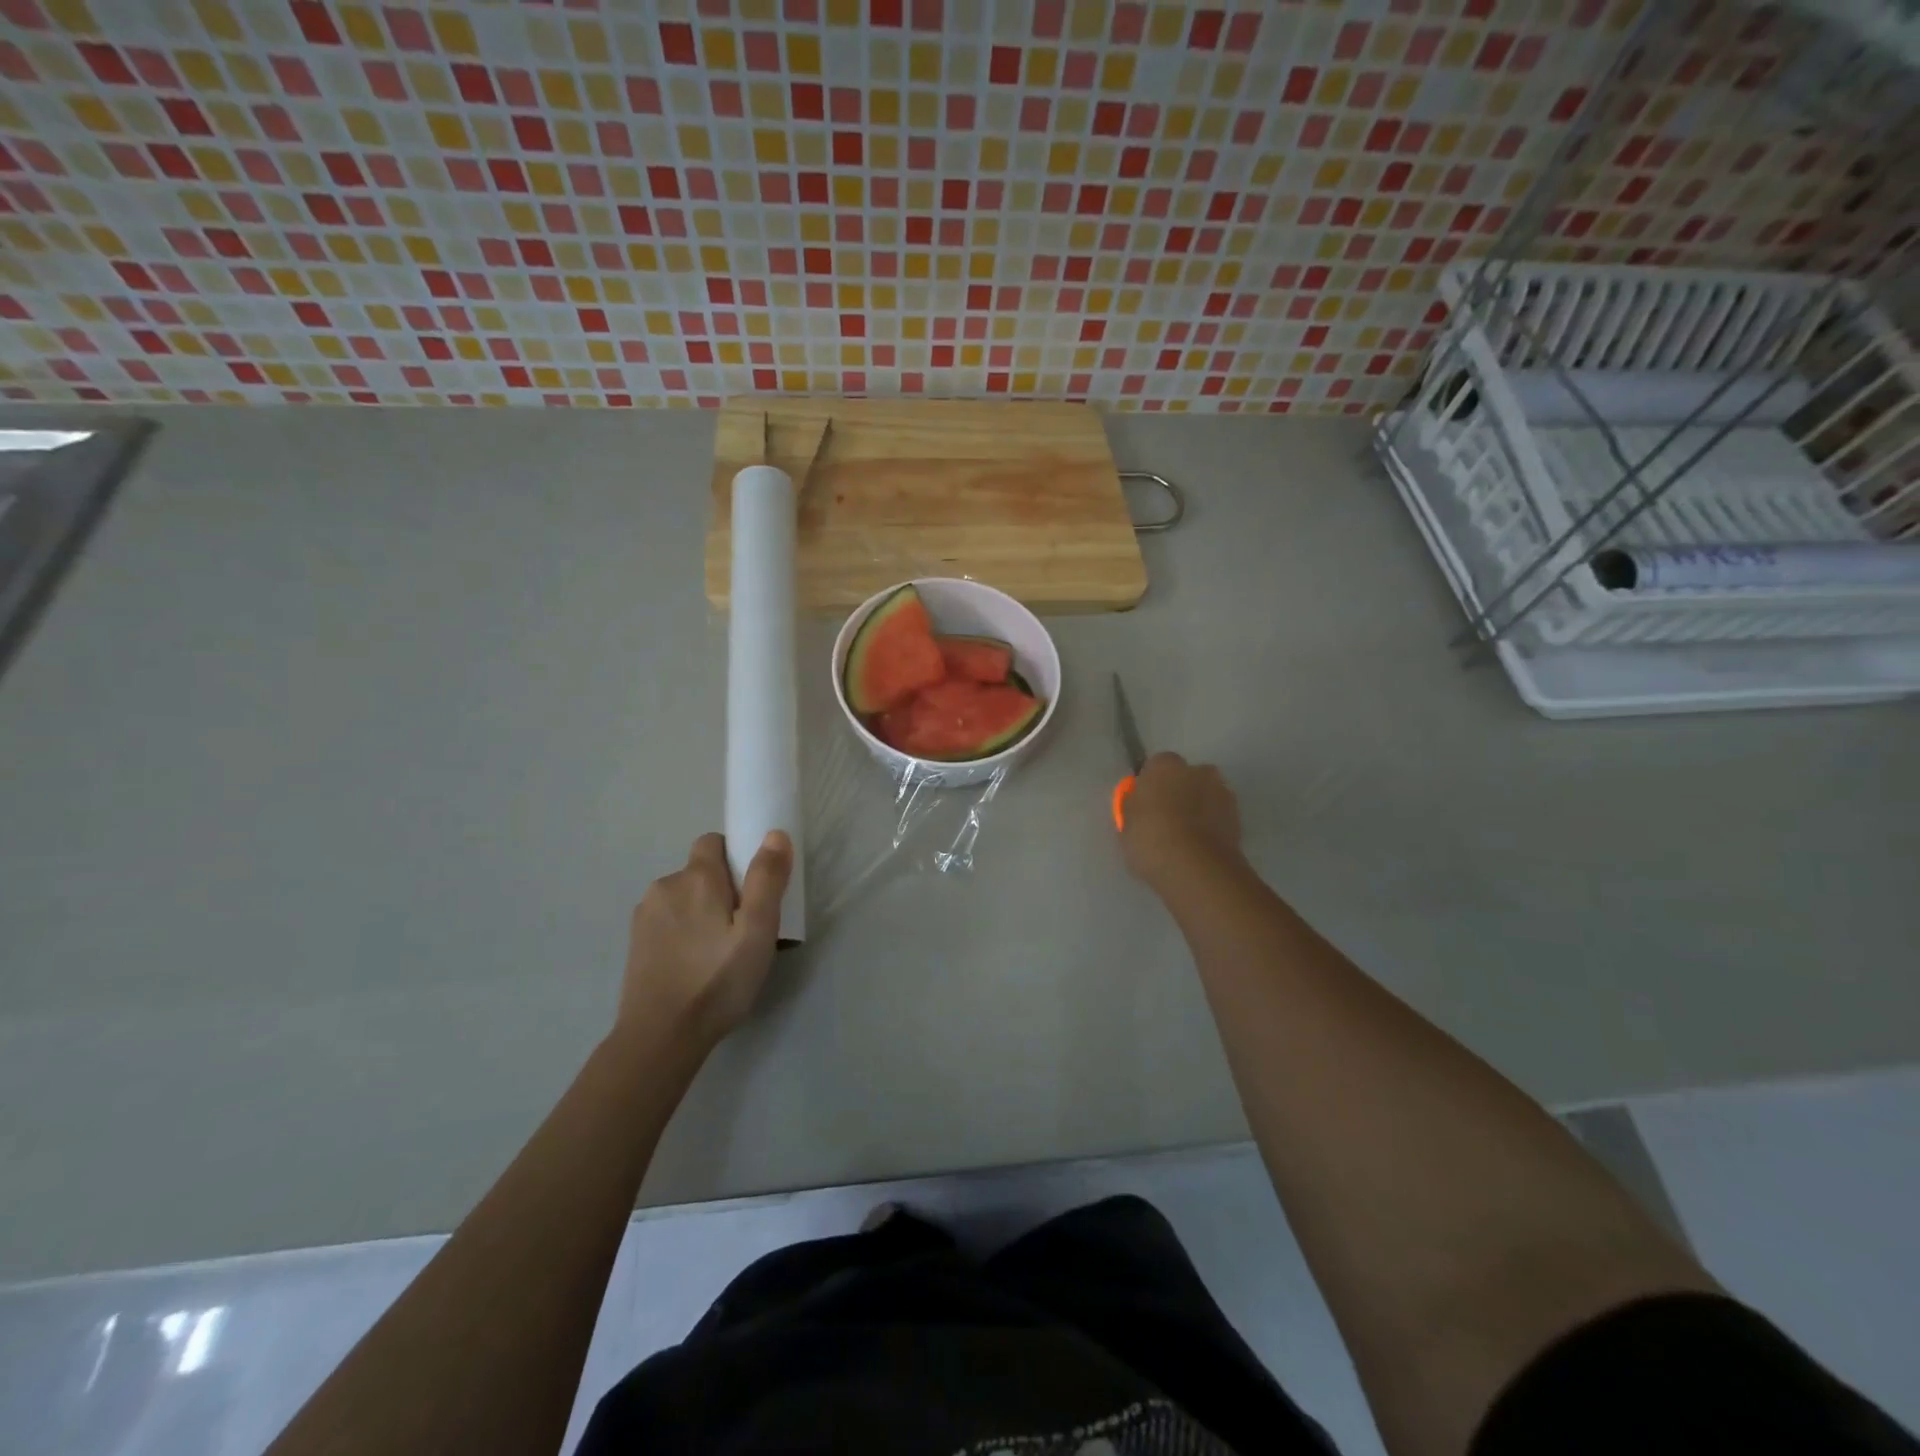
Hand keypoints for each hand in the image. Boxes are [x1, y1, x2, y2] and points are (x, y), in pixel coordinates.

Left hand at [617, 831, 792, 1050]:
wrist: (660, 1037)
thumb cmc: (717, 981)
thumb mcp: (757, 931)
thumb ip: (767, 879)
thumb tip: (774, 834)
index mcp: (696, 878)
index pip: (713, 842)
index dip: (735, 857)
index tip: (753, 890)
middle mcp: (665, 886)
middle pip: (700, 872)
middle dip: (722, 889)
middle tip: (743, 928)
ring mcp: (645, 915)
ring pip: (683, 898)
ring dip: (701, 911)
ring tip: (718, 952)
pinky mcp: (635, 942)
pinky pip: (667, 921)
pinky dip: (683, 932)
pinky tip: (694, 964)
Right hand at [1121, 753, 1242, 885]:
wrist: (1196, 869)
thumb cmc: (1150, 839)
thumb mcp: (1125, 825)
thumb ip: (1133, 807)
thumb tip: (1138, 803)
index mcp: (1165, 765)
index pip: (1156, 766)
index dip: (1150, 785)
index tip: (1144, 805)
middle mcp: (1198, 770)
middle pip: (1186, 778)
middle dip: (1178, 793)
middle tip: (1165, 821)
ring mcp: (1222, 793)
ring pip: (1205, 796)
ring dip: (1197, 810)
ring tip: (1184, 839)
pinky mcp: (1239, 818)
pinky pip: (1218, 817)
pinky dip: (1211, 827)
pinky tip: (1199, 848)